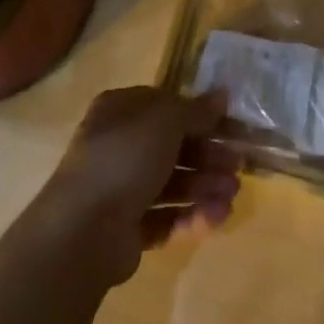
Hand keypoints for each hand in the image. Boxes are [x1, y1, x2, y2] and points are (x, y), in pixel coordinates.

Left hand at [34, 87, 240, 289]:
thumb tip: (221, 95)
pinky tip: (217, 217)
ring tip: (233, 194)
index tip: (231, 126)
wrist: (84, 229)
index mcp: (121, 111)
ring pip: (172, 183)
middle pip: (173, 147)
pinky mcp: (127, 229)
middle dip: (208, 156)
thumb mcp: (166, 120)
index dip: (200, 115)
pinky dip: (192, 216)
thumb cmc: (125, 157)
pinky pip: (166, 217)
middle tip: (239, 166)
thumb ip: (196, 110)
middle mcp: (120, 146)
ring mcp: (121, 189)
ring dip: (205, 186)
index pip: (167, 107)